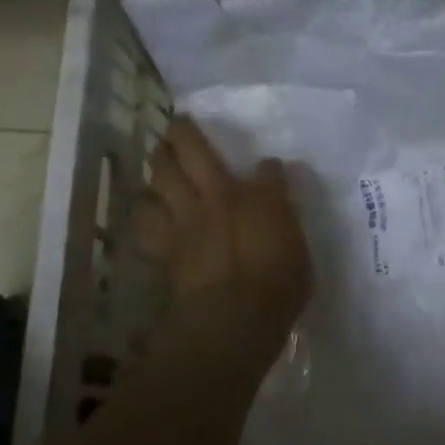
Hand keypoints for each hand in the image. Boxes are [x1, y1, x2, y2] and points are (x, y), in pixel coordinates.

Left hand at [136, 117, 313, 369]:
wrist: (232, 319)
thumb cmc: (278, 283)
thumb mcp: (299, 247)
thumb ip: (284, 215)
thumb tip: (274, 183)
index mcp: (251, 197)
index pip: (262, 168)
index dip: (260, 163)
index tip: (261, 161)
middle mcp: (214, 199)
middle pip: (190, 155)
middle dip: (182, 135)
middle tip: (177, 125)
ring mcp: (184, 224)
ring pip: (159, 182)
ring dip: (157, 168)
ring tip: (158, 163)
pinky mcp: (166, 251)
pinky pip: (147, 224)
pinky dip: (146, 214)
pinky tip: (148, 213)